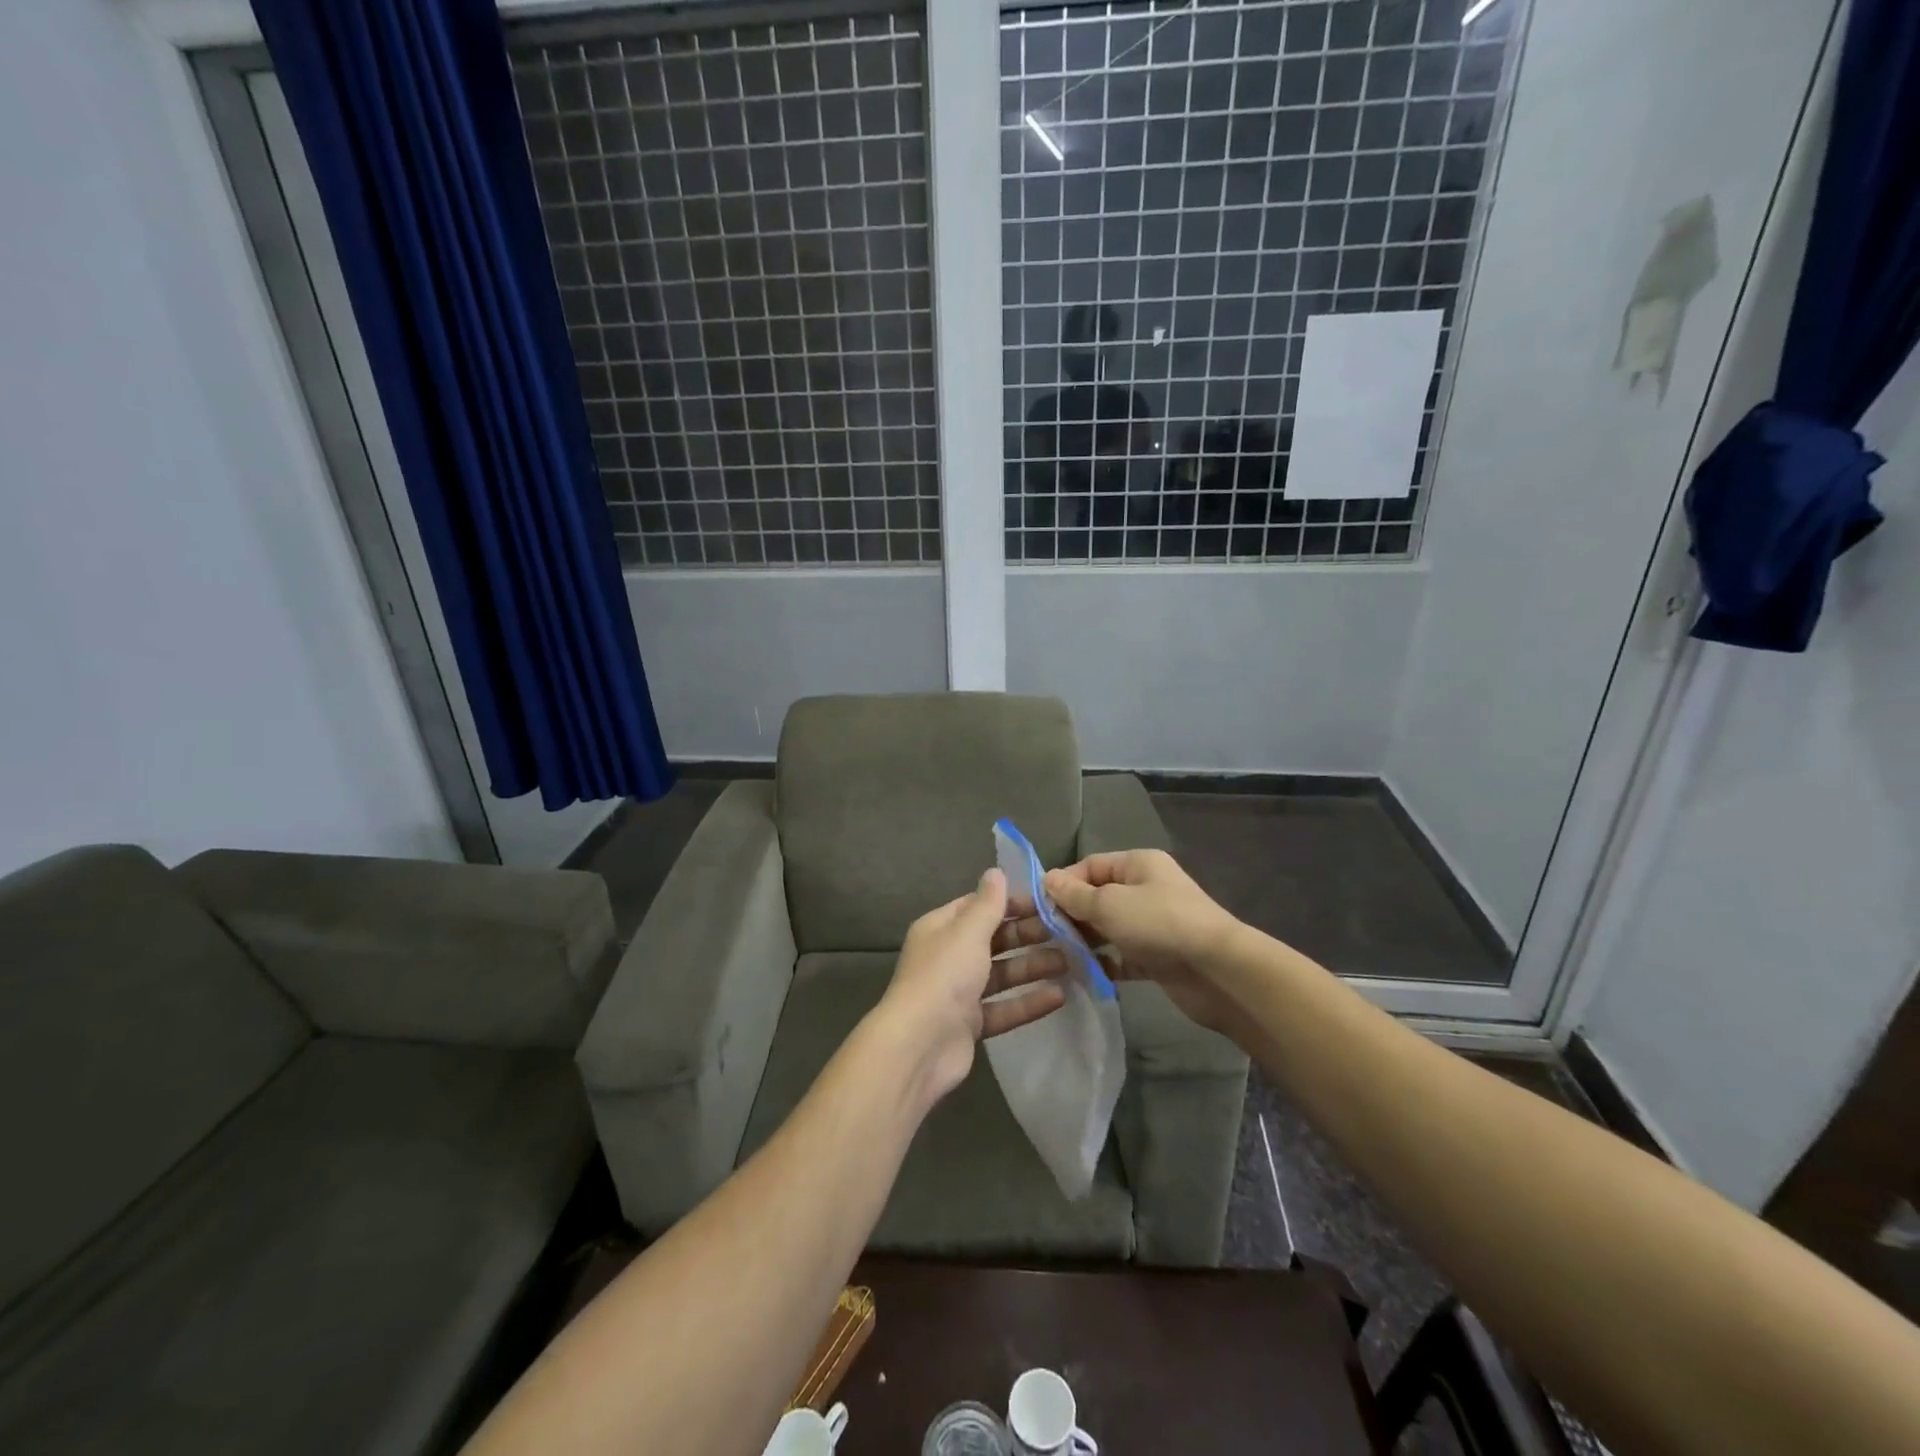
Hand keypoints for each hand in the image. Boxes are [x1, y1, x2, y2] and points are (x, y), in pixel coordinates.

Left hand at [876, 868, 1068, 1108]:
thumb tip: (996, 871)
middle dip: (1028, 935)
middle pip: (994, 940)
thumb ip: (988, 904)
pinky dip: (1029, 1001)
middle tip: (1068, 933)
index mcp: (941, 929)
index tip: (1047, 903)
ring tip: (1072, 962)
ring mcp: (959, 993)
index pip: (978, 907)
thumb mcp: (968, 932)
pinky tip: (1060, 997)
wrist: (920, 1046)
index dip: (1011, 903)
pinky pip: (1004, 1008)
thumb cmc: (944, 976)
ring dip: (1034, 967)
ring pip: (1002, 974)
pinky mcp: (970, 1025)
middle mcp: (949, 957)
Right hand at [1028, 849, 1245, 1037]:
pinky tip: (1081, 973)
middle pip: (1098, 897)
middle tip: (1043, 935)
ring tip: (1056, 955)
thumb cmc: (1159, 924)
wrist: (1217, 971)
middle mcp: (1146, 889)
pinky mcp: (1158, 957)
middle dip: (1071, 914)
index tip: (1038, 907)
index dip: (1063, 883)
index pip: (1090, 866)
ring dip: (1085, 940)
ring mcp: (1153, 924)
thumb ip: (1075, 894)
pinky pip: (1122, 955)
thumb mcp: (1109, 904)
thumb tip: (1047, 879)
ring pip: (1109, 928)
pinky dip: (1104, 962)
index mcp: (1138, 864)